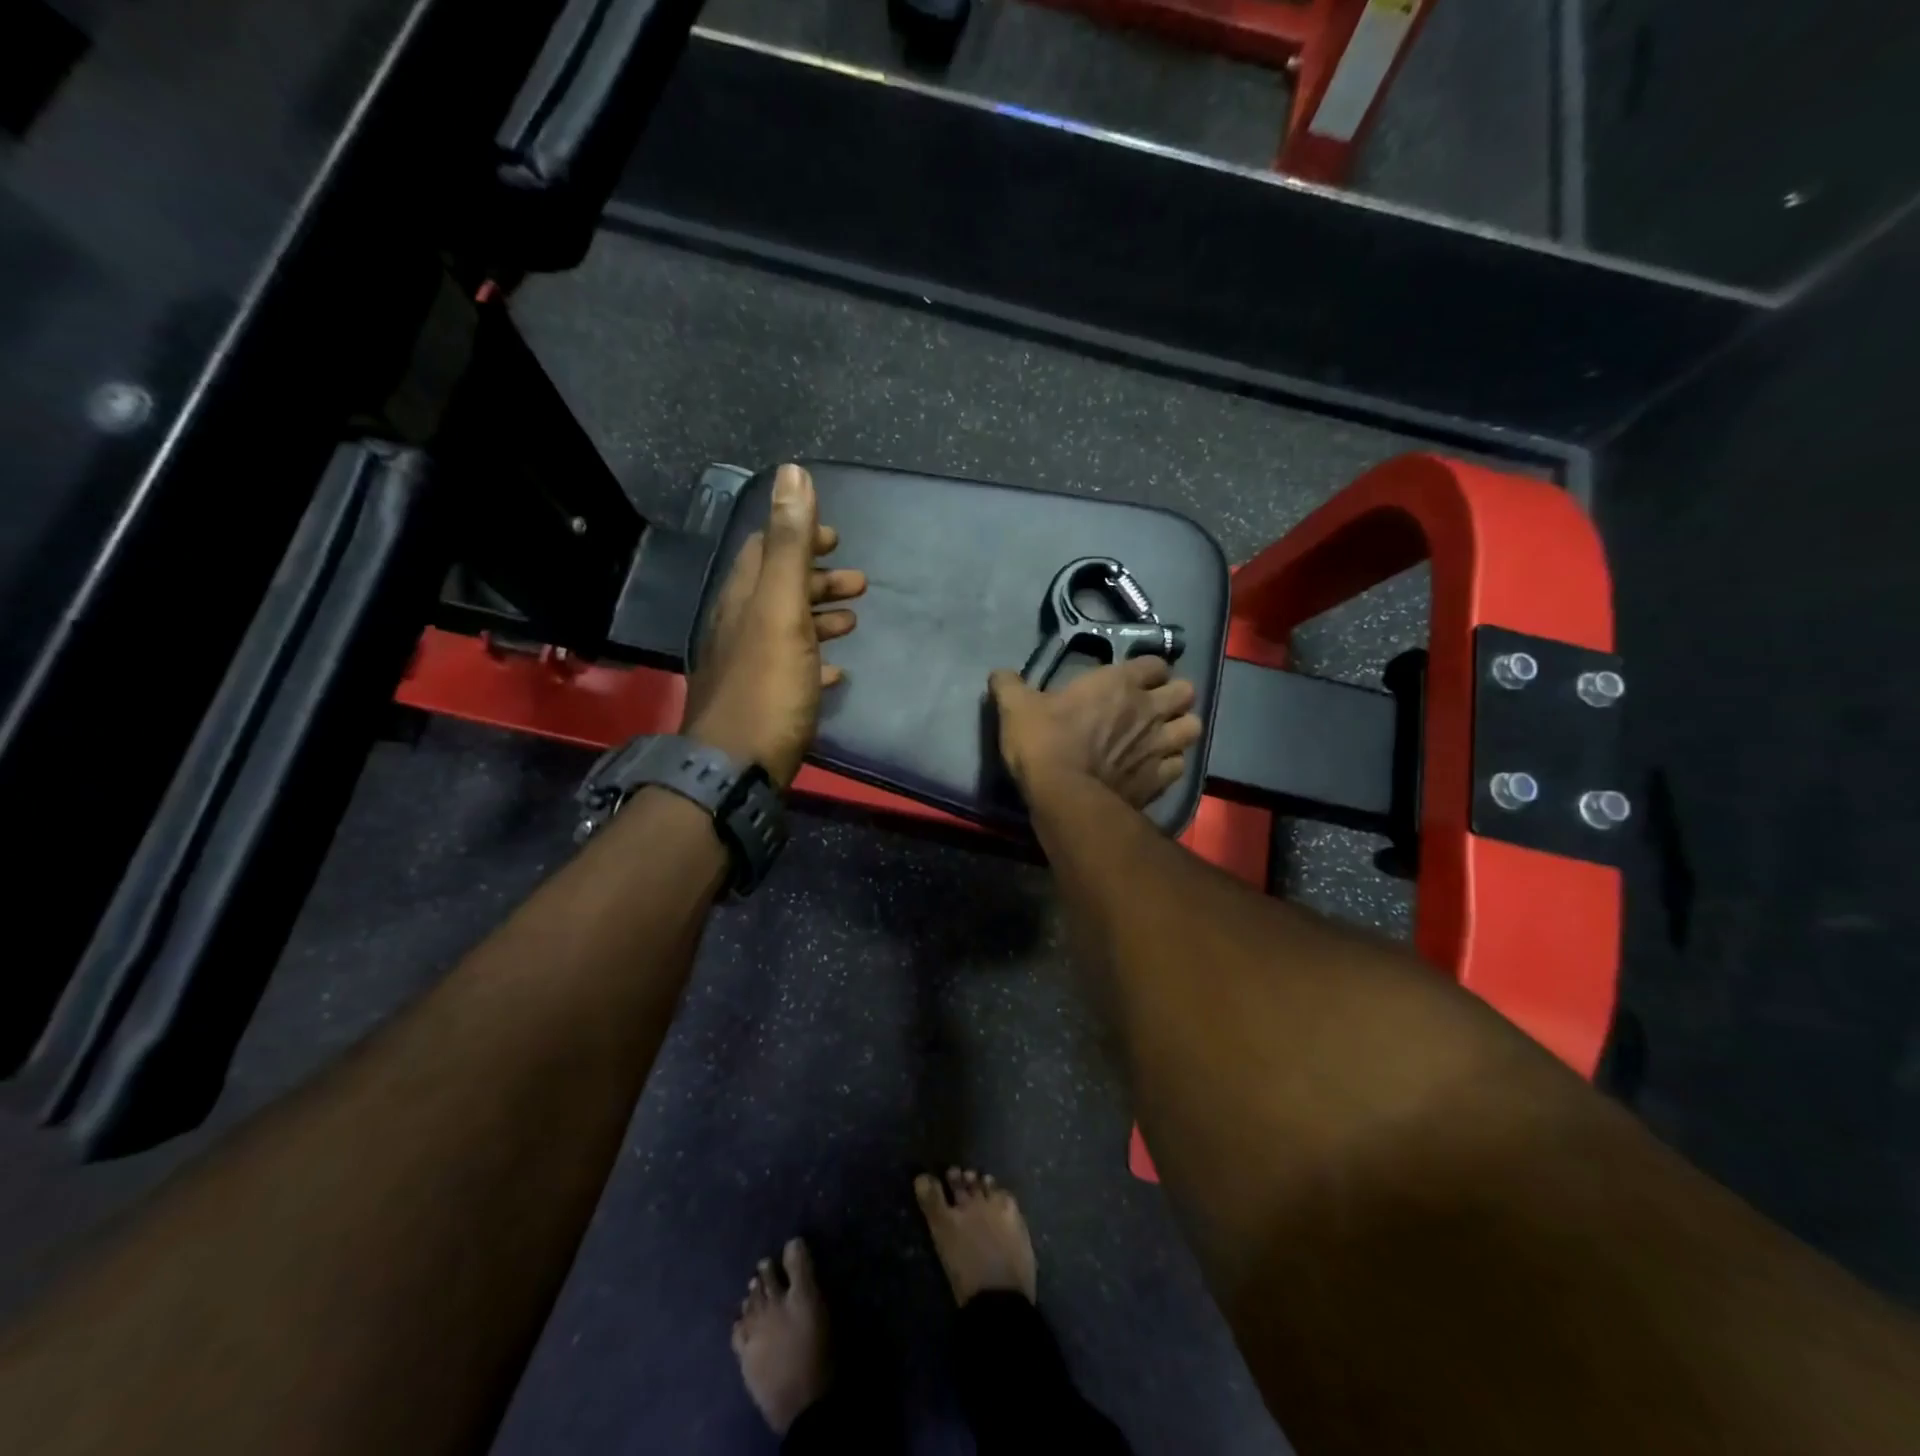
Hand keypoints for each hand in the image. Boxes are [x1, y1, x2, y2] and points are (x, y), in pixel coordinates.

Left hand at [683, 465, 865, 787]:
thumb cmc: (767, 686)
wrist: (737, 768)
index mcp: (741, 600)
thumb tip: (792, 472)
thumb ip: (788, 545)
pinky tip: (837, 671)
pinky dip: (816, 660)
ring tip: (855, 619)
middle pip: (778, 589)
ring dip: (820, 616)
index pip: (763, 550)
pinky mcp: (762, 702)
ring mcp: (748, 667)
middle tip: (859, 581)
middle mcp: (738, 628)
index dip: (798, 537)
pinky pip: (792, 670)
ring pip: (787, 629)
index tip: (836, 538)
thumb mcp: (781, 609)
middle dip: (818, 578)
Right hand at [988, 656, 1203, 808]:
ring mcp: (1160, 745)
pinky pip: (1180, 765)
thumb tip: (999, 674)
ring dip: (1180, 729)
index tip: (1133, 679)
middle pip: (1187, 691)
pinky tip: (1155, 768)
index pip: (1155, 663)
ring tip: (1162, 736)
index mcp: (1120, 683)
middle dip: (1174, 696)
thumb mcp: (1016, 708)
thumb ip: (1009, 686)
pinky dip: (1171, 764)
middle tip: (1153, 707)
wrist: (1065, 797)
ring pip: (1193, 727)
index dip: (1148, 670)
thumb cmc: (1044, 743)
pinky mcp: (1161, 779)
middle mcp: (1149, 709)